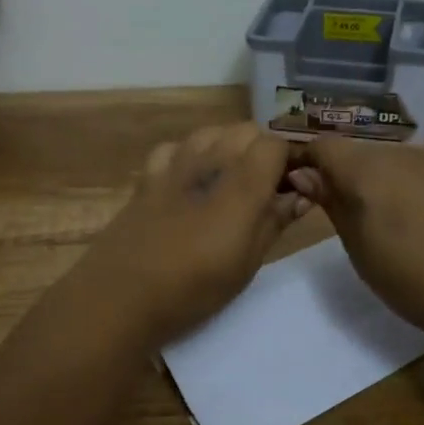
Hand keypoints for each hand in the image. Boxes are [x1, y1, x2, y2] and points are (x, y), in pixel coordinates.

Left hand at [71, 123, 309, 348]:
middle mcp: (211, 161)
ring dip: (227, 145)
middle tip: (265, 186)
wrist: (123, 294)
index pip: (275, 143)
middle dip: (261, 149)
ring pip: (211, 131)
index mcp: (243, 182)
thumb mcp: (248, 262)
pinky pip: (174, 147)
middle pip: (246, 130)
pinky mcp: (147, 175)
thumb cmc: (195, 286)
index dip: (289, 159)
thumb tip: (300, 195)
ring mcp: (175, 163)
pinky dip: (188, 154)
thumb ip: (276, 221)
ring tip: (230, 179)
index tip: (292, 185)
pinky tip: (188, 179)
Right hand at [289, 138, 423, 345]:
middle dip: (353, 176)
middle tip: (361, 217)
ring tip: (405, 222)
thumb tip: (304, 173)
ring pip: (401, 160)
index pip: (325, 147)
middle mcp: (405, 154)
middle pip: (365, 153)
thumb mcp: (360, 251)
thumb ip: (333, 203)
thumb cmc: (415, 283)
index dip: (311, 163)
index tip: (310, 189)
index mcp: (370, 173)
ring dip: (391, 181)